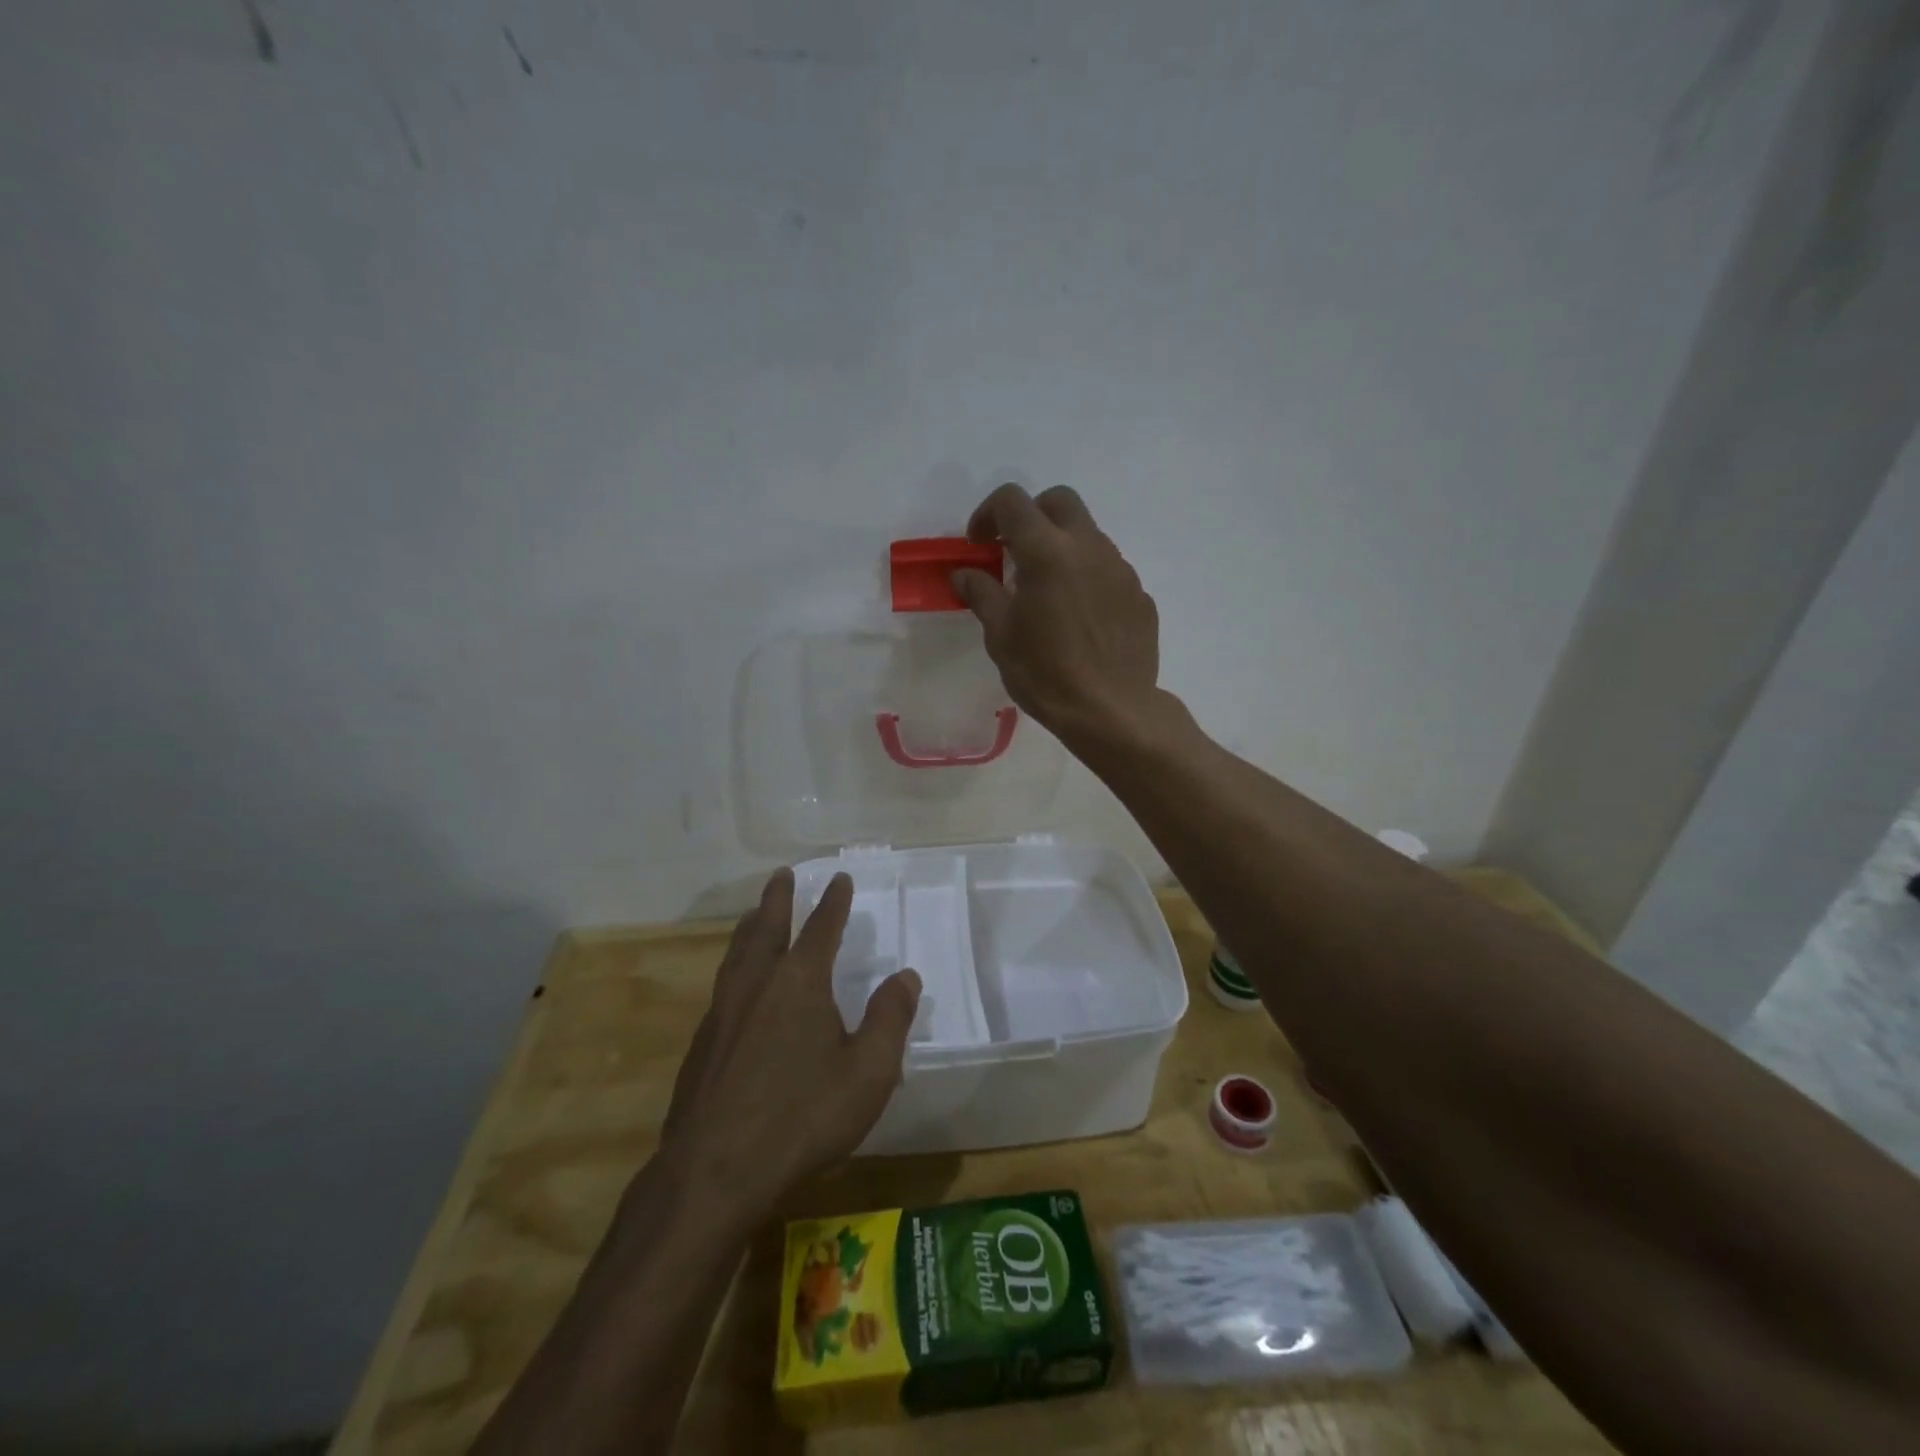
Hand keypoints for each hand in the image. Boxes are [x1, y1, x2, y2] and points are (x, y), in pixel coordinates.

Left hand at [658, 868, 920, 1215]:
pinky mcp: (701, 1045)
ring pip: (738, 954)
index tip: (838, 878)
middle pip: (767, 928)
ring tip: (753, 915)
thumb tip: (906, 976)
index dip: (833, 902)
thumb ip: (889, 1019)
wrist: (714, 1172)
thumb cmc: (802, 1117)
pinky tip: (735, 987)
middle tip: (782, 875)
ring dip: (750, 928)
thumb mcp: (868, 1072)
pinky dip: (734, 966)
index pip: (821, 928)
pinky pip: (723, 986)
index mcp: (799, 982)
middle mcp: (757, 984)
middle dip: (778, 899)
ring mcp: (723, 1013)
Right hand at [953, 483, 1162, 751]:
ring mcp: (1120, 569)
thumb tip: (965, 573)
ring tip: (1048, 591)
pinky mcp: (1140, 594)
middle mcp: (1088, 548)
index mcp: (1047, 552)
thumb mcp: (1001, 637)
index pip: (1012, 501)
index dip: (987, 513)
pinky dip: (1088, 578)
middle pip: (1059, 501)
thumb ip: (982, 594)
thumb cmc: (1046, 674)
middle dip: (1031, 515)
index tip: (979, 544)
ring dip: (1062, 546)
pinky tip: (1079, 618)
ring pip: (1088, 534)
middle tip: (1014, 552)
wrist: (1112, 711)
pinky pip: (1109, 570)